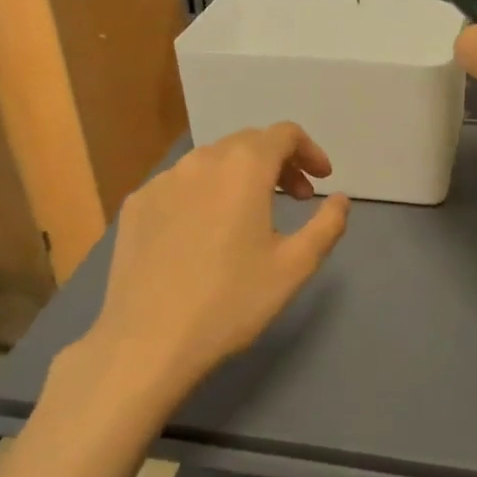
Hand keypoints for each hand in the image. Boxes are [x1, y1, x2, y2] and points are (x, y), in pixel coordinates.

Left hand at [61, 125, 350, 403]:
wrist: (147, 342)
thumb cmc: (231, 301)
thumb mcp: (295, 266)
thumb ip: (327, 224)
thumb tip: (340, 199)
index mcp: (243, 167)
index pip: (284, 134)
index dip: (310, 151)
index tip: (322, 180)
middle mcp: (201, 161)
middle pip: (248, 143)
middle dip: (279, 163)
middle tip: (297, 198)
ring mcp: (162, 181)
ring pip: (212, 162)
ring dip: (241, 176)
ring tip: (252, 215)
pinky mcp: (136, 205)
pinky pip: (181, 184)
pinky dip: (205, 193)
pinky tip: (205, 232)